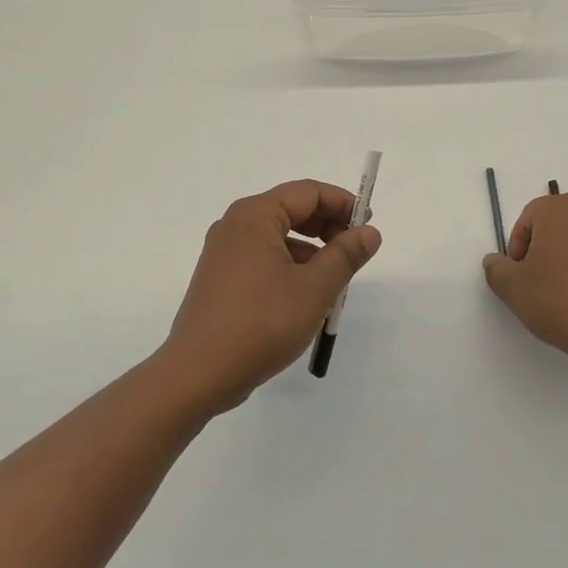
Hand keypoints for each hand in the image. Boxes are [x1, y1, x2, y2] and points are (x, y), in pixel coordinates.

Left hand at [158, 180, 381, 412]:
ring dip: (312, 252)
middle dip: (328, 226)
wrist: (198, 375)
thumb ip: (345, 255)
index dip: (342, 203)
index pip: (308, 192)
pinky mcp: (222, 280)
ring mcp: (224, 254)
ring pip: (279, 237)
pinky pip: (264, 259)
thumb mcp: (314, 289)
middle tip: (355, 252)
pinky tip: (306, 299)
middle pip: (292, 210)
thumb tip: (369, 232)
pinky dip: (290, 268)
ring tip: (335, 283)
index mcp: (254, 216)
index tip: (368, 227)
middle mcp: (235, 226)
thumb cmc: (261, 323)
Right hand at [482, 191, 567, 386]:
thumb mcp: (513, 289)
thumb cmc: (561, 303)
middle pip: (560, 226)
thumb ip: (496, 269)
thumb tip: (496, 261)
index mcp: (561, 210)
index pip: (529, 219)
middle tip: (542, 284)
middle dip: (547, 250)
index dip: (518, 247)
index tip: (521, 276)